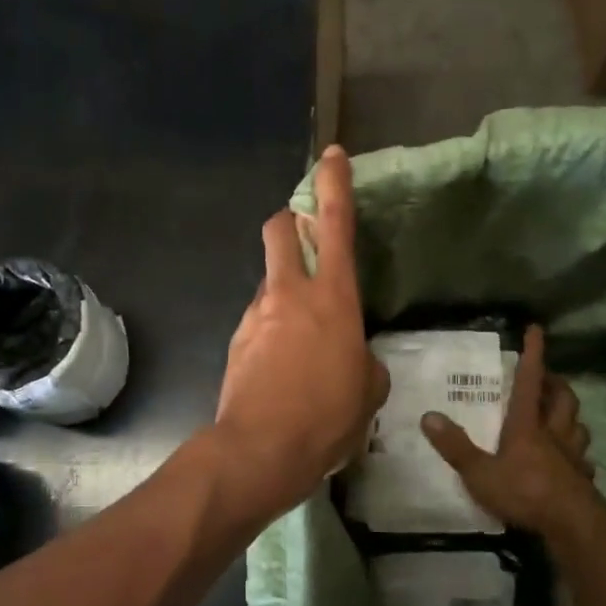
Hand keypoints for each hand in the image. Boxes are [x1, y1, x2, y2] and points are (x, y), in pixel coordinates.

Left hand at [212, 146, 389, 519]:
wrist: (260, 450)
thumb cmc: (328, 418)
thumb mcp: (369, 391)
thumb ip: (364, 361)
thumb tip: (353, 358)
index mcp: (332, 298)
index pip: (335, 224)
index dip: (334, 184)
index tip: (333, 155)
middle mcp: (289, 294)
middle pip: (278, 230)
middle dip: (289, 220)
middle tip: (305, 236)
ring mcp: (256, 315)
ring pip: (269, 280)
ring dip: (284, 288)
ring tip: (302, 336)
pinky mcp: (236, 340)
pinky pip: (258, 319)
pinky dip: (272, 328)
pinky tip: (283, 365)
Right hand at [421, 325, 602, 537]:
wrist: (573, 525)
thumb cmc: (524, 492)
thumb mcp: (480, 473)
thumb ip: (455, 446)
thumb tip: (428, 416)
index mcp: (527, 425)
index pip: (530, 381)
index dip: (533, 354)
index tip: (536, 329)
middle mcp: (554, 433)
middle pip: (563, 398)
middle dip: (556, 383)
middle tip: (547, 377)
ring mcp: (572, 456)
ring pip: (578, 424)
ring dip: (570, 414)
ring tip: (561, 413)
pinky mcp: (583, 479)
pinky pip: (583, 458)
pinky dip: (577, 452)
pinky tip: (571, 459)